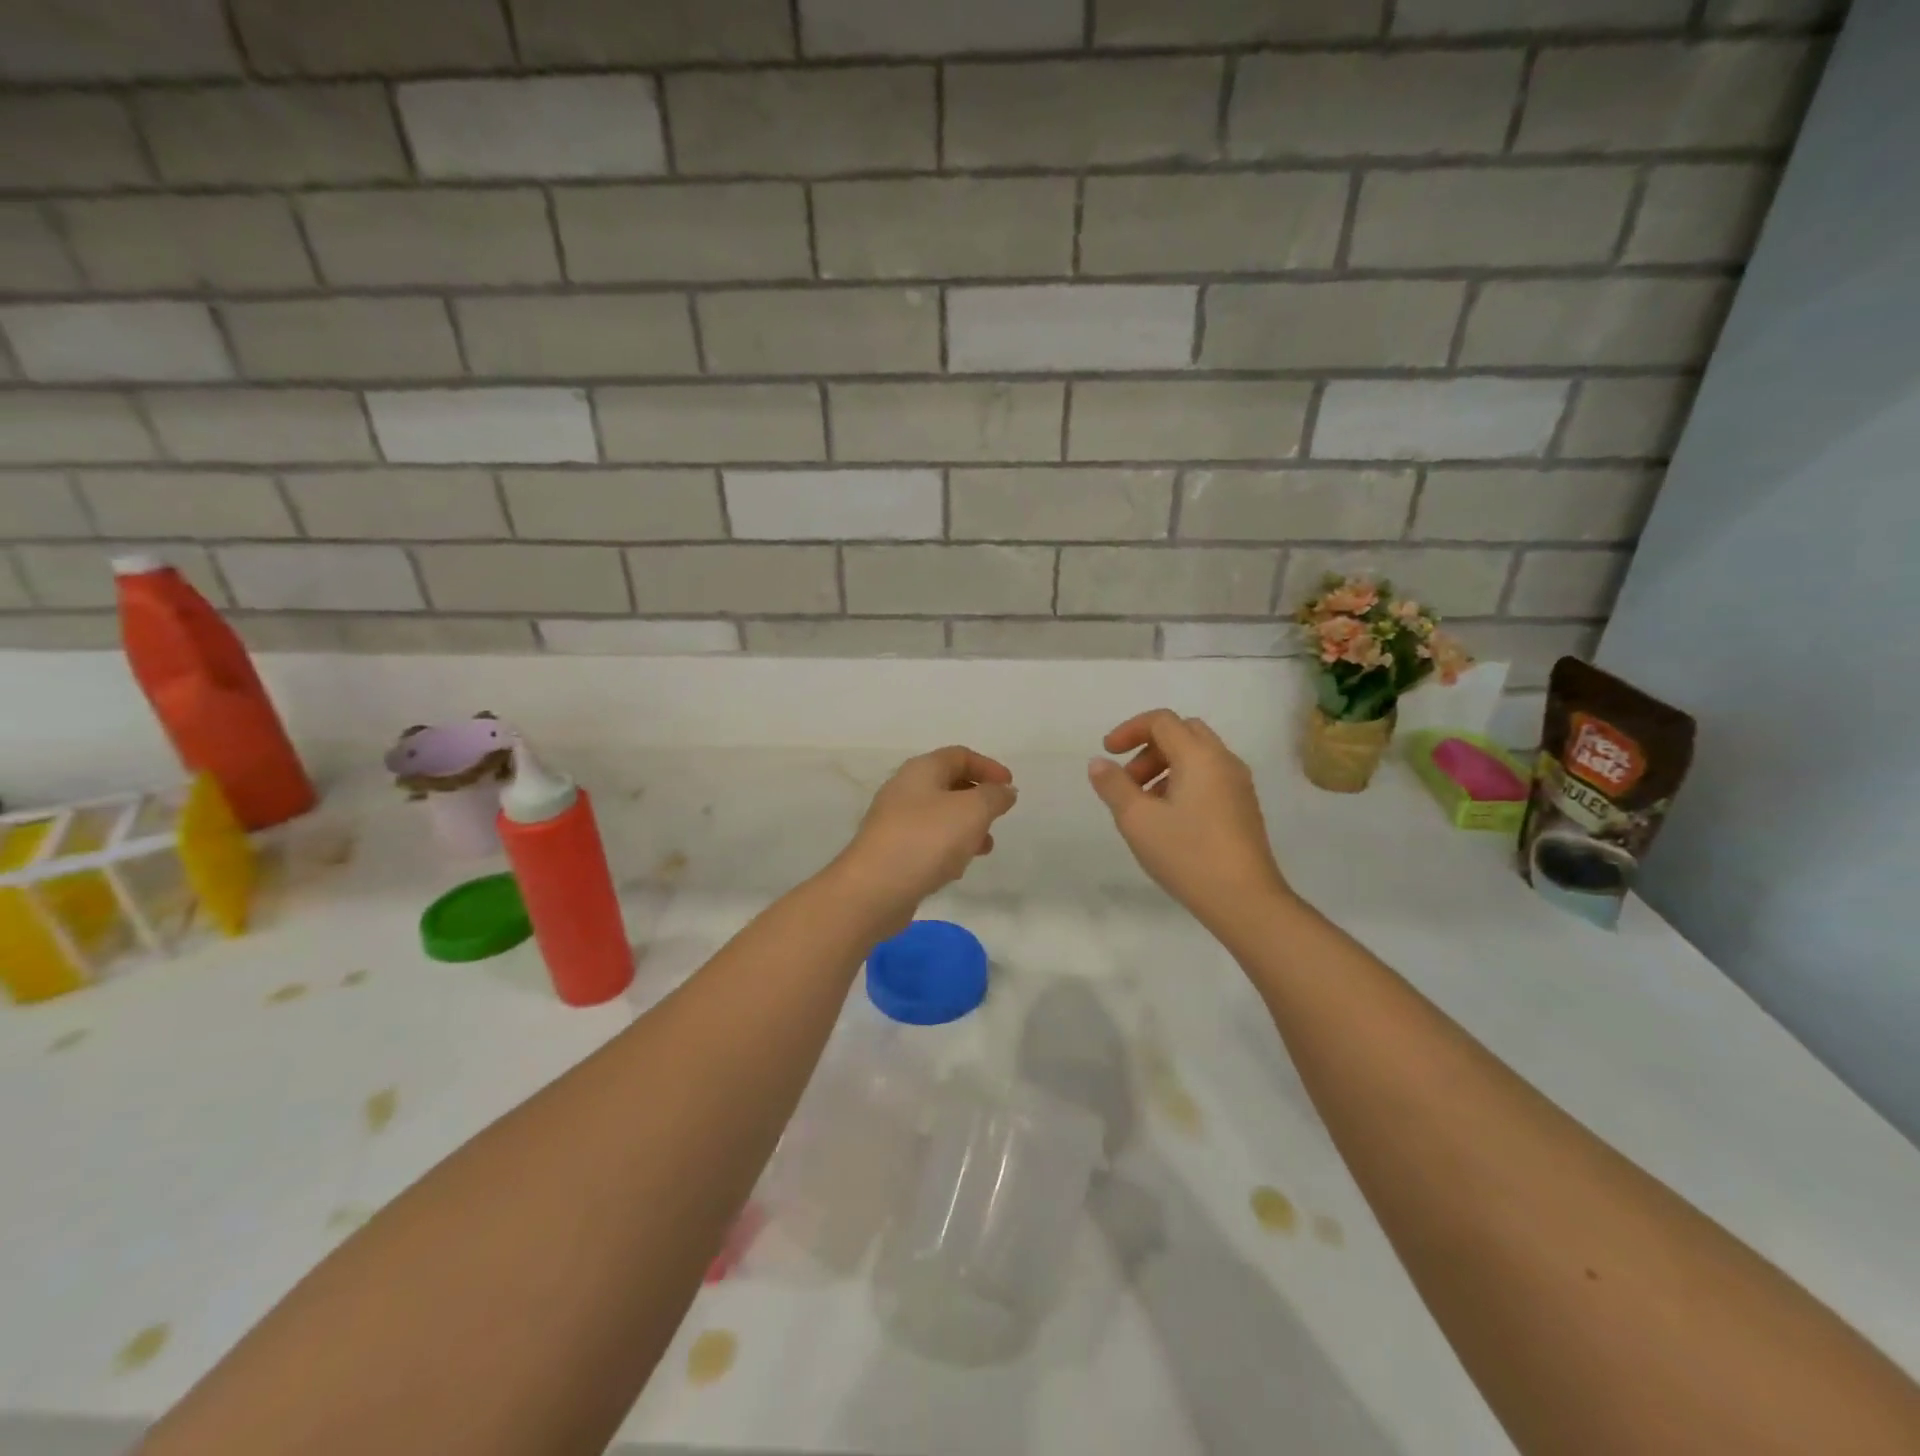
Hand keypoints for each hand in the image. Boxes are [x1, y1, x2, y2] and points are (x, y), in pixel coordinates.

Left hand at [832, 746, 1017, 927]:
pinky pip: (926, 842)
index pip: (959, 755)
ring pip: (939, 816)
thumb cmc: (926, 840)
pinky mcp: (890, 852)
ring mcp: (894, 822)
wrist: (873, 890)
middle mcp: (904, 790)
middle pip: (948, 784)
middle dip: (978, 799)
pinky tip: (957, 869)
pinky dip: (947, 849)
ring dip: (966, 827)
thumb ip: (994, 797)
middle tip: (998, 817)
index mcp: (921, 770)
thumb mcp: (972, 812)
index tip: (1010, 787)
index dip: (988, 767)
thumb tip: (1004, 791)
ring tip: (985, 847)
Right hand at [1088, 710, 1290, 929]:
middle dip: (1149, 748)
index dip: (1129, 730)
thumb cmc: (1187, 854)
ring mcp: (1239, 785)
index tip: (1108, 753)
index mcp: (1199, 756)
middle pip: (1183, 733)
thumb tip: (1099, 763)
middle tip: (1128, 780)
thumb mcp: (1137, 820)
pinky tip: (1170, 819)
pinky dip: (1184, 782)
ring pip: (1197, 756)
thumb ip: (1114, 786)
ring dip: (1165, 767)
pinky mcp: (1244, 808)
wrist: (1245, 900)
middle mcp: (1224, 761)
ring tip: (1144, 805)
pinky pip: (1209, 777)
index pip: (1162, 721)